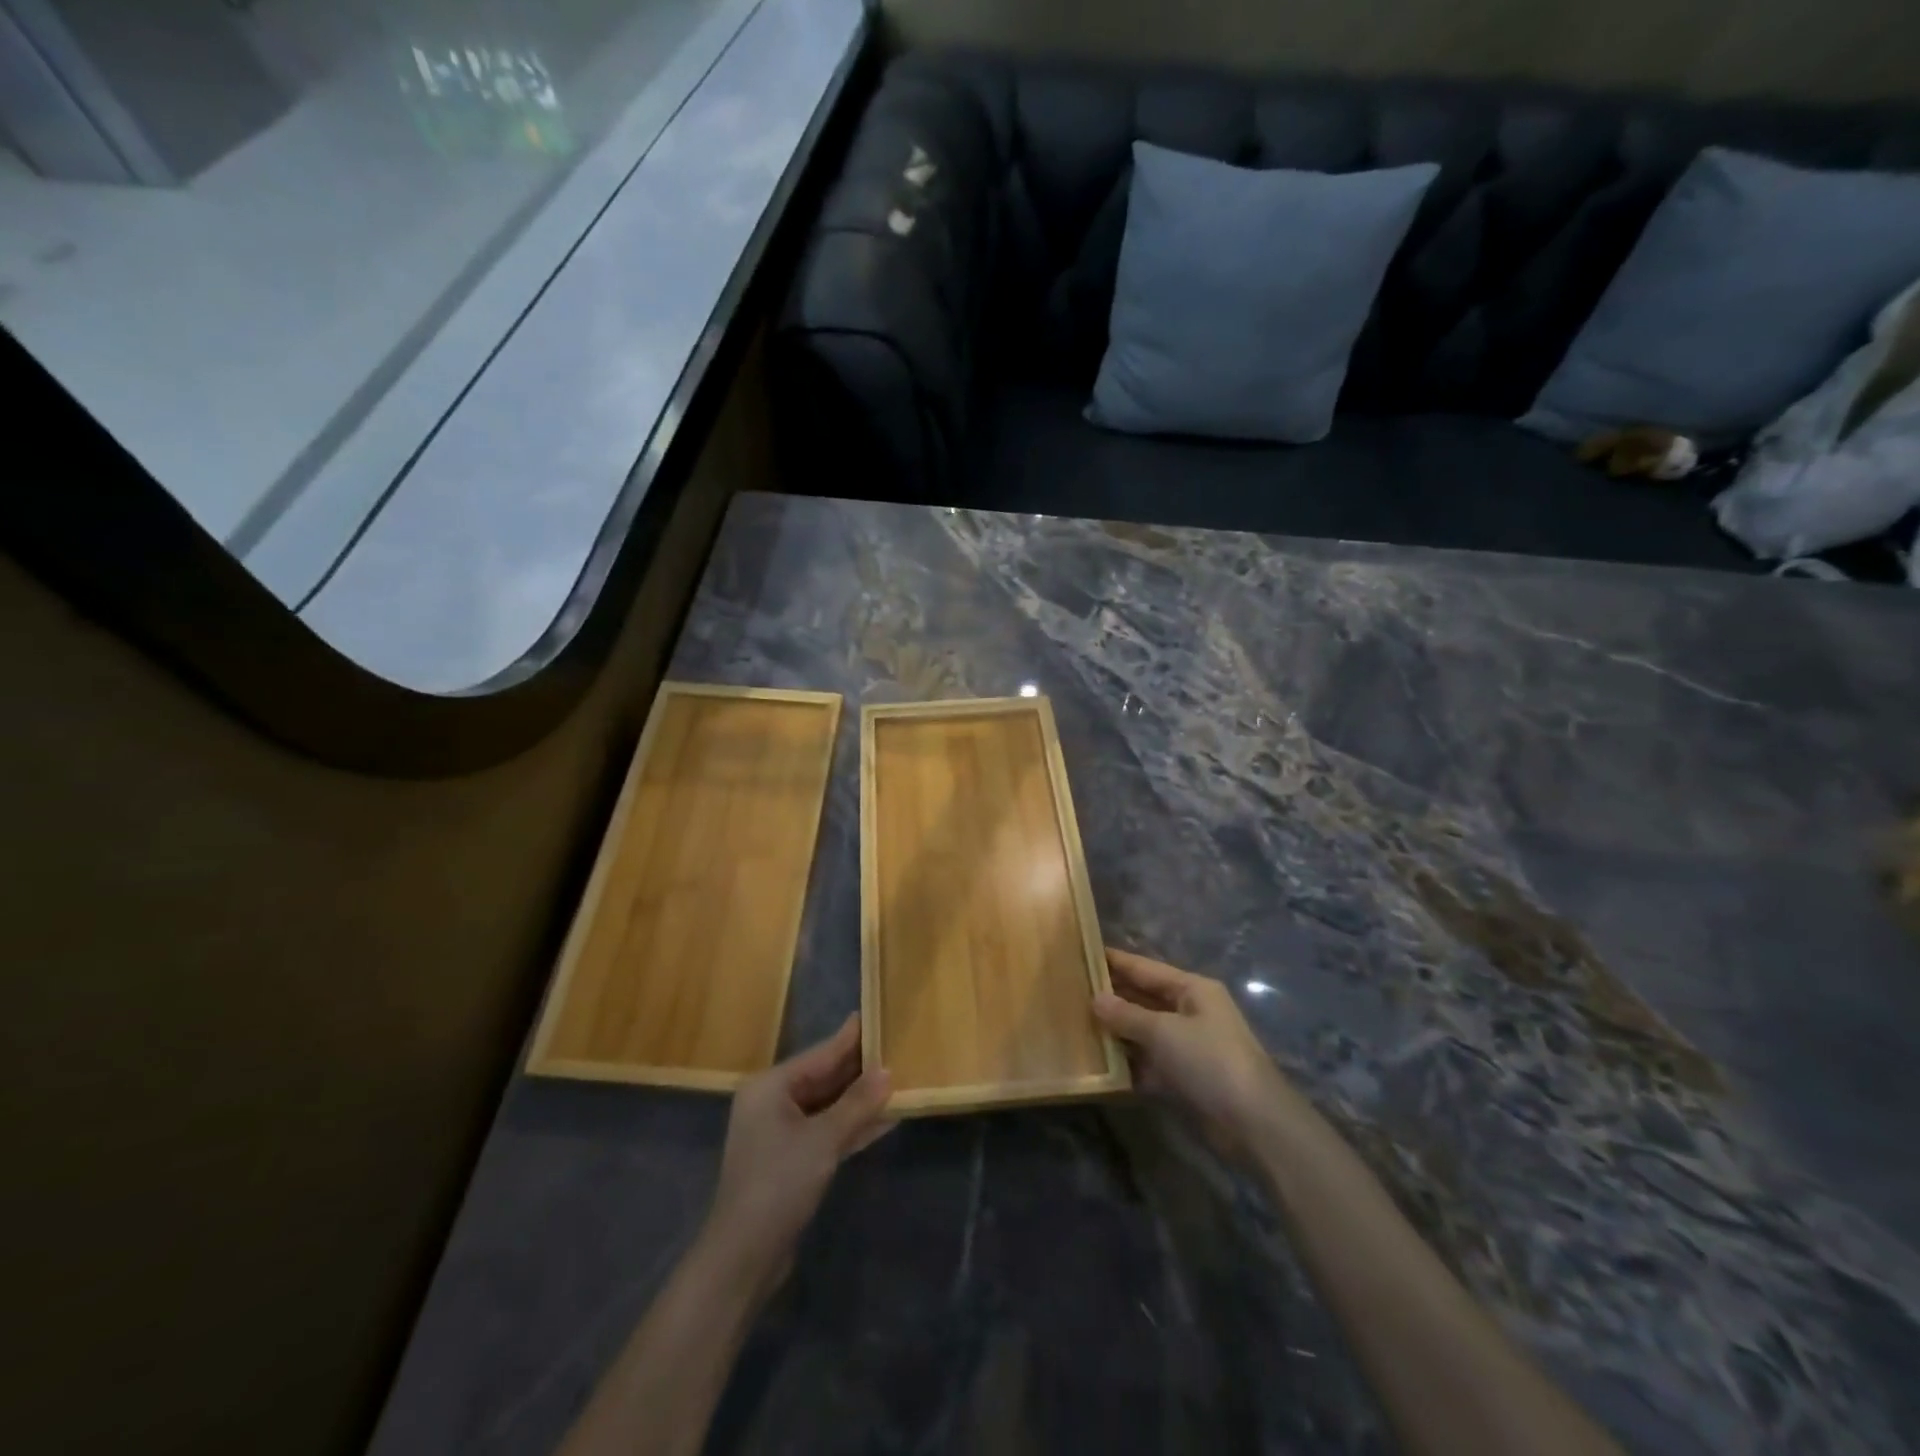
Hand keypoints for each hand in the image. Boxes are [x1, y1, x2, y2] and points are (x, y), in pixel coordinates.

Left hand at [699, 1016, 893, 1297]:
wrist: (743, 1256)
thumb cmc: (779, 1183)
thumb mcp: (823, 1139)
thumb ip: (857, 1104)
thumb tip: (888, 1072)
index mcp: (770, 1086)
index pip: (820, 1054)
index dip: (850, 1038)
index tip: (875, 1014)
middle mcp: (772, 1102)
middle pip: (824, 1078)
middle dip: (859, 1069)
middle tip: (896, 1047)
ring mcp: (780, 1132)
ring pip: (827, 1105)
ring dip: (860, 1099)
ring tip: (898, 1079)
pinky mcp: (790, 1160)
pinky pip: (826, 1130)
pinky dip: (851, 1125)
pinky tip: (884, 1119)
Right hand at [1094, 948, 1299, 1160]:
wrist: (1254, 1124)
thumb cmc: (1210, 1061)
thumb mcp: (1163, 1032)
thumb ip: (1126, 1015)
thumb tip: (1094, 998)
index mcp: (1192, 989)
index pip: (1145, 968)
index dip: (1114, 961)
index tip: (1081, 953)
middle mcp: (1190, 1012)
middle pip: (1143, 998)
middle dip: (1110, 997)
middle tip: (1069, 992)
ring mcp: (1187, 1046)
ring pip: (1143, 1032)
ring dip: (1116, 1032)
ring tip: (1075, 1025)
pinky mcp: (1184, 1078)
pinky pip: (1148, 1062)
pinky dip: (1127, 1064)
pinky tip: (1097, 1064)